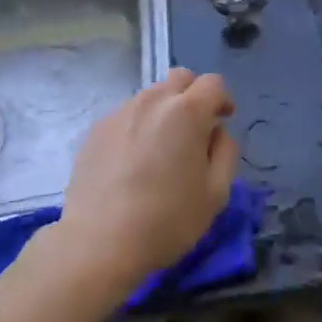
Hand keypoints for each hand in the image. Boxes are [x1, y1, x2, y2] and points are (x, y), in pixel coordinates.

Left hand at [52, 69, 237, 299]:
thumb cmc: (167, 220)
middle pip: (179, 78)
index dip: (222, 99)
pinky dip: (138, 126)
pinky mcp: (96, 130)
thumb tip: (216, 131)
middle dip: (193, 95)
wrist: (98, 243)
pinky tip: (133, 161)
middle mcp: (152, 101)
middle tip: (194, 129)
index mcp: (187, 111)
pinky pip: (126, 115)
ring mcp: (120, 112)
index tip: (222, 121)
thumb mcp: (216, 193)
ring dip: (164, 111)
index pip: (213, 83)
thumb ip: (225, 151)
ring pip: (151, 96)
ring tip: (161, 148)